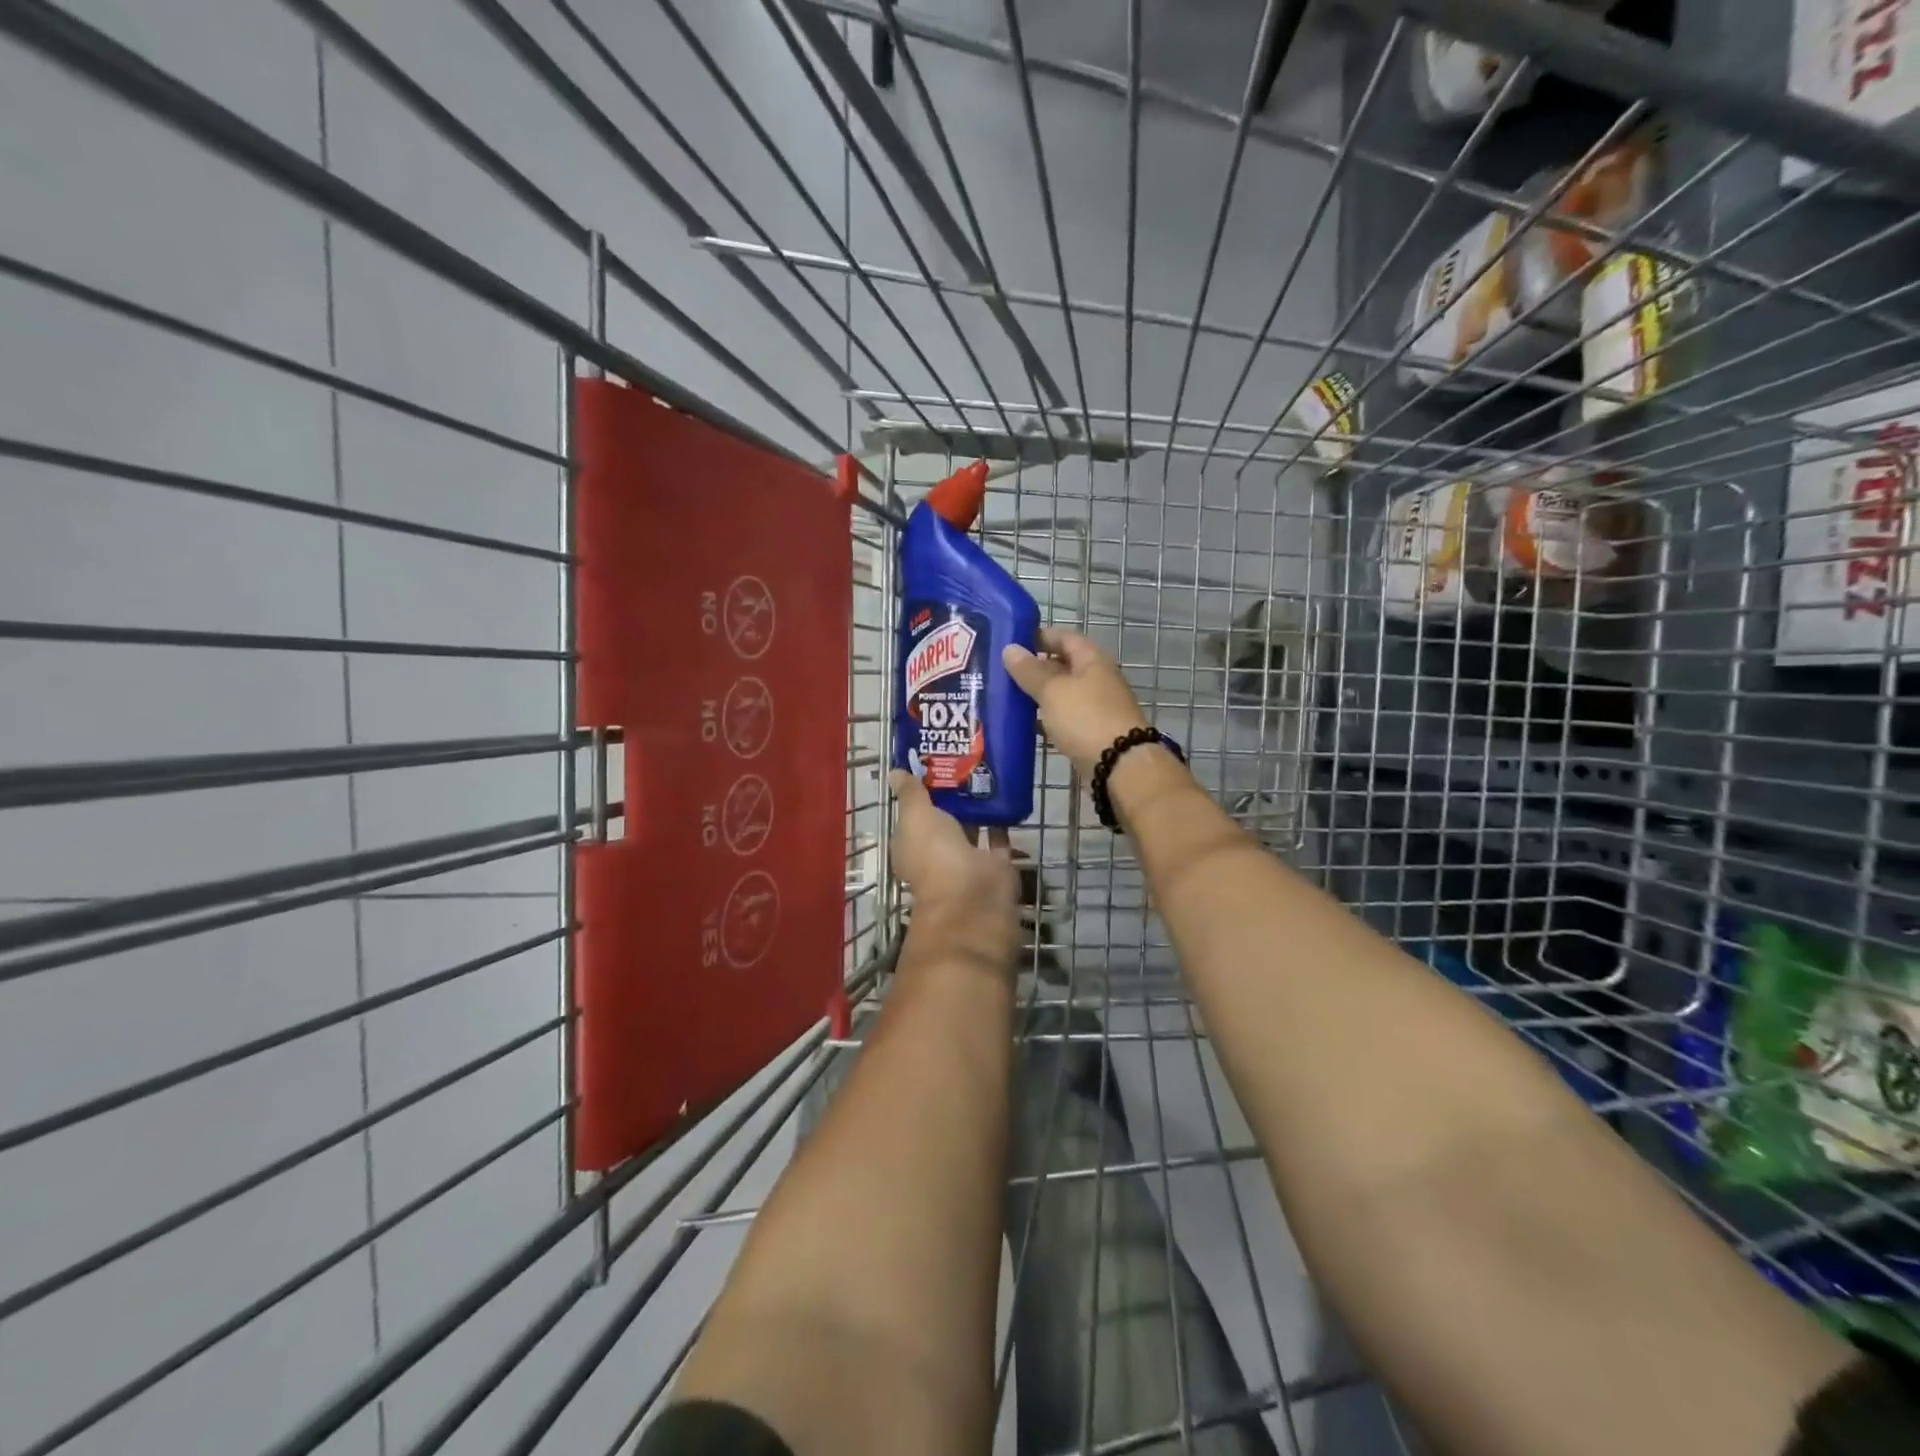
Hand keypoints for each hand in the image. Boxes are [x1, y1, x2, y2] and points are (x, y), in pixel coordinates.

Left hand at [888, 771, 1018, 964]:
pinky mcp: (995, 864)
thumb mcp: (915, 816)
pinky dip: (1001, 820)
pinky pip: (998, 837)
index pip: (912, 817)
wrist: (973, 894)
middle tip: (963, 760)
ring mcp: (967, 861)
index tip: (931, 765)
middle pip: (943, 821)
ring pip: (971, 828)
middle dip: (951, 796)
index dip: (918, 794)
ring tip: (985, 769)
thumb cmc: (934, 854)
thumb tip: (895, 772)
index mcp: (911, 847)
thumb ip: (909, 794)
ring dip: (977, 806)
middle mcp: (937, 855)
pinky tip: (1006, 792)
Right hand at [1001, 627, 1149, 776]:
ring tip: (1010, 697)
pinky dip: (1048, 719)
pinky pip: (1066, 718)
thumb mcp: (1052, 691)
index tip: (1013, 641)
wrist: (1119, 766)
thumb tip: (1010, 649)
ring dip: (1040, 695)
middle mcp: (1098, 680)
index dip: (1041, 636)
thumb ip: (1030, 671)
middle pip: (1065, 666)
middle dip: (1037, 668)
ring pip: (1064, 694)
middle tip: (1004, 672)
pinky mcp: (1093, 733)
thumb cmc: (1085, 718)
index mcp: (1092, 660)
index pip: (1065, 637)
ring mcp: (1097, 708)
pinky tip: (1028, 725)